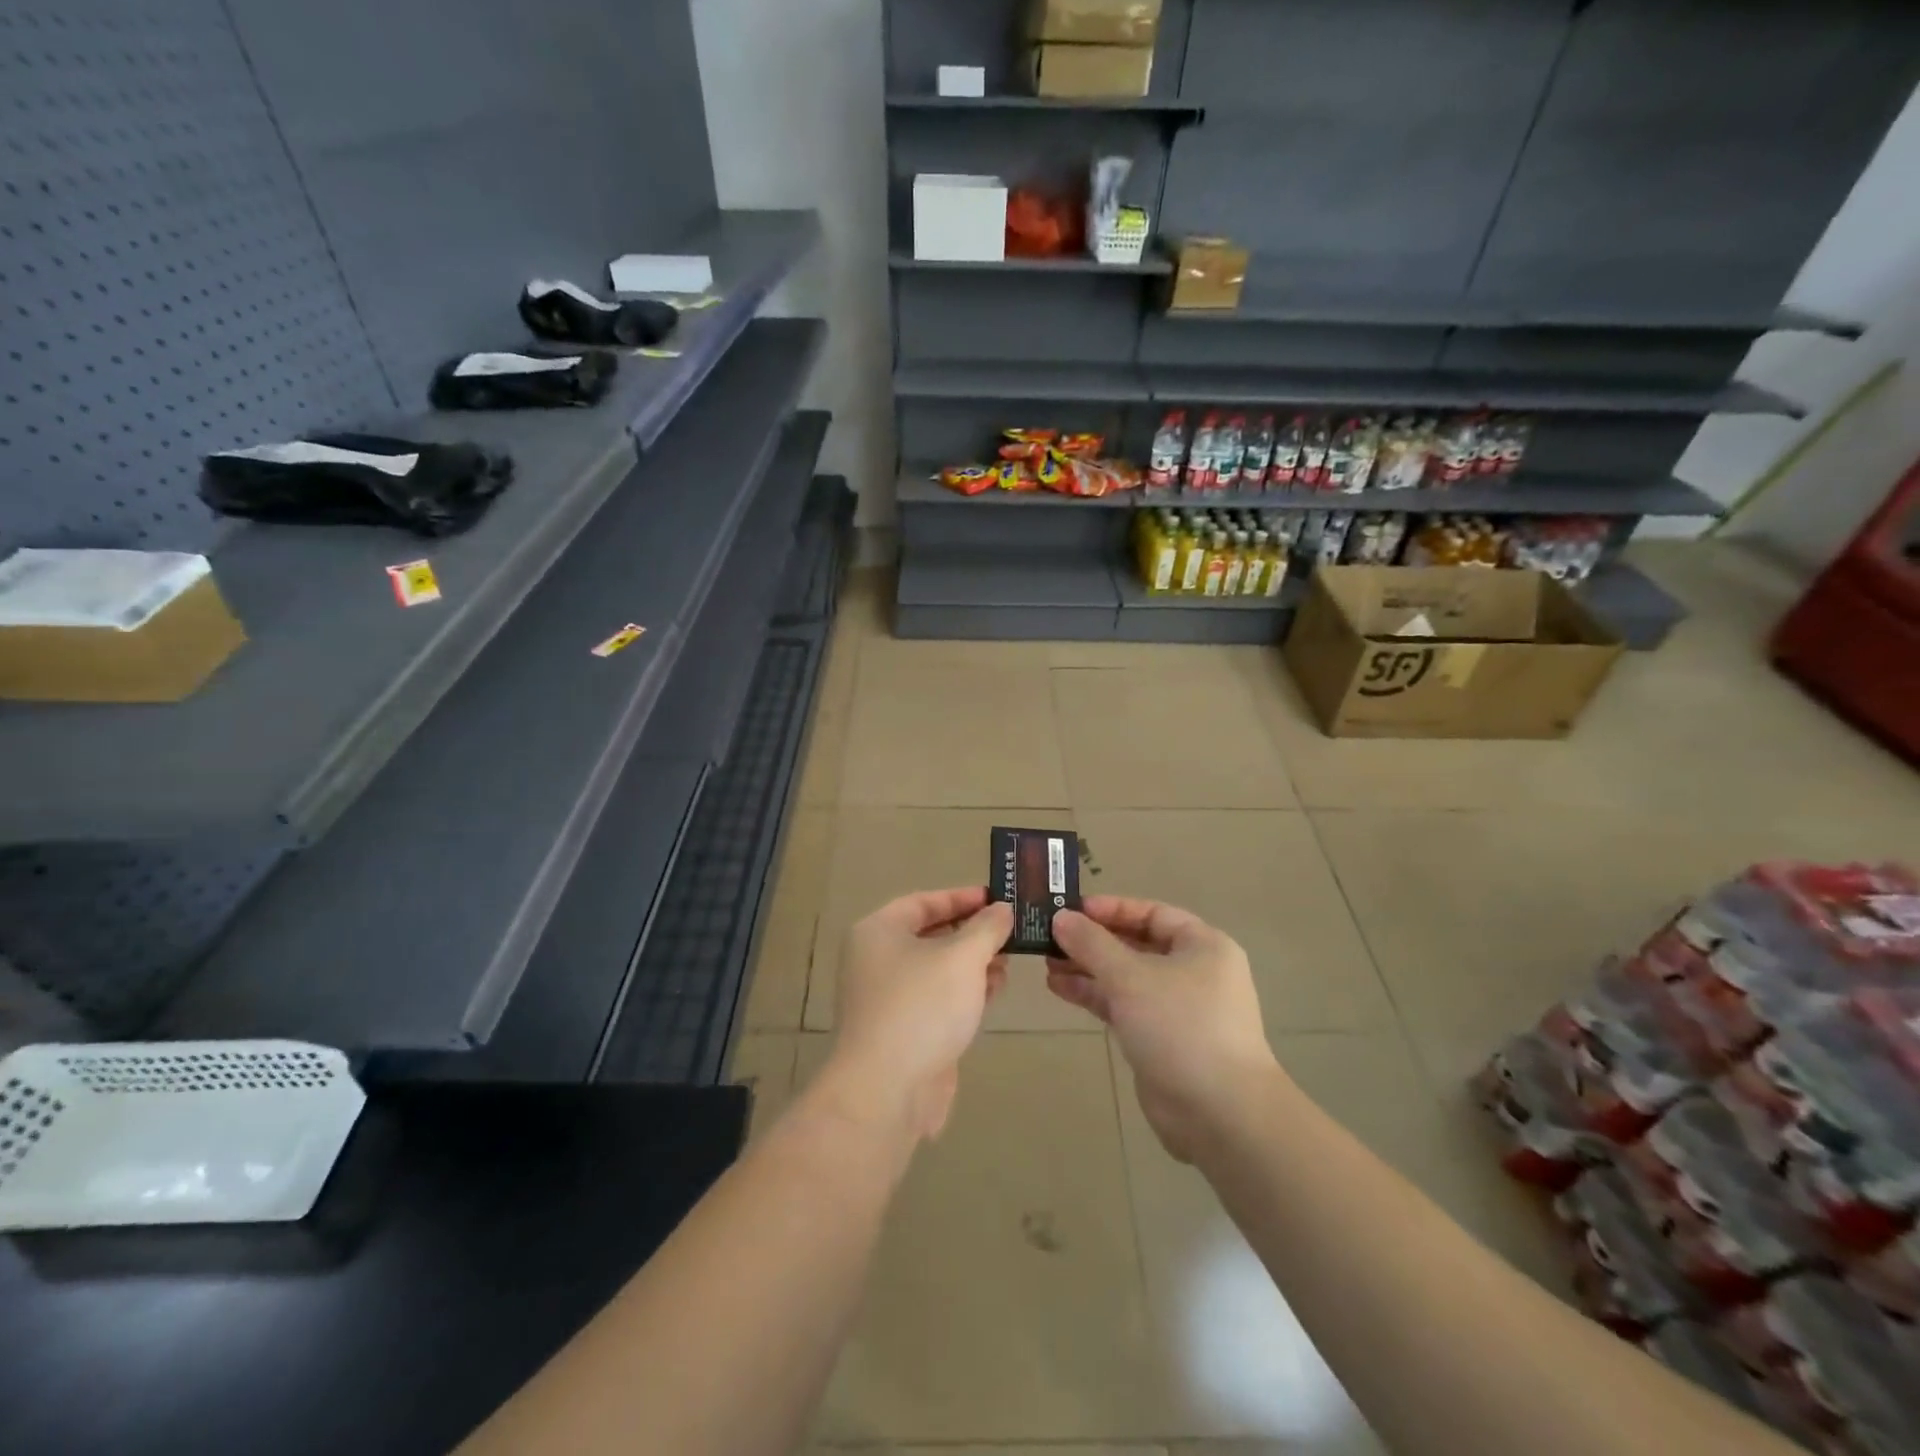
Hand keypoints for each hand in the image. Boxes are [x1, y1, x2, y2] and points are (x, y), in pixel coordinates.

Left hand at [815, 887, 1011, 1143]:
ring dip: (973, 964)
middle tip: (1010, 932)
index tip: (998, 898)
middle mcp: (877, 961)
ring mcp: (888, 999)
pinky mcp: (903, 1031)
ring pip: (937, 970)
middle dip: (972, 934)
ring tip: (1008, 962)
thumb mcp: (963, 957)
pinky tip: (994, 991)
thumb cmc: (922, 1006)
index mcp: (878, 932)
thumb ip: (986, 928)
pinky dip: (964, 992)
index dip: (962, 898)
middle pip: (930, 936)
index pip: (923, 902)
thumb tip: (1001, 909)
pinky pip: (938, 1000)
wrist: (888, 1089)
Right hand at [1047, 896, 1281, 1161]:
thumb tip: (1062, 917)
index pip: (1151, 913)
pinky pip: (1124, 1006)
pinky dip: (1095, 996)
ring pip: (1127, 978)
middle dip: (1093, 941)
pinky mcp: (1162, 1039)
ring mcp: (1178, 1008)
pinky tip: (1060, 989)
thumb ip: (1092, 944)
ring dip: (1088, 969)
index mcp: (1202, 946)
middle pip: (1136, 945)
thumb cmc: (1180, 1027)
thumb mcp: (1130, 977)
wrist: (1219, 1113)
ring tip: (1047, 962)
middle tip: (1050, 936)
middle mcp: (1194, 971)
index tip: (1071, 910)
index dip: (1111, 909)